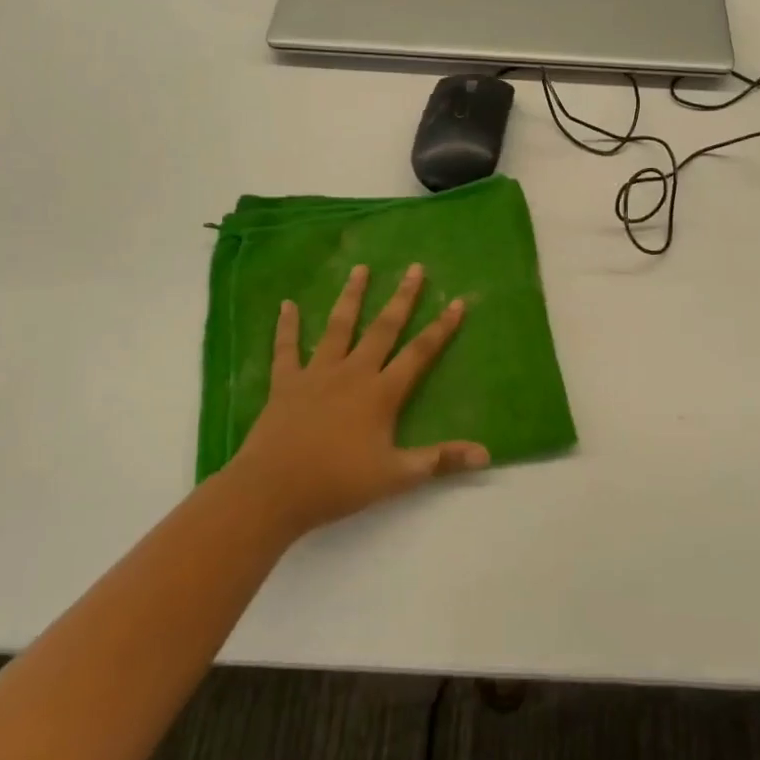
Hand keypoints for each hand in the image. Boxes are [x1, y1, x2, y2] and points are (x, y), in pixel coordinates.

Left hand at [232, 263, 488, 540]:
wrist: (273, 491)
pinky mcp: (286, 383)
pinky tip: (287, 304)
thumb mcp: (396, 476)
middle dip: (402, 298)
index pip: (419, 353)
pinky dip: (287, 326)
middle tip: (415, 268)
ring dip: (351, 297)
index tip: (457, 301)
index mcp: (381, 393)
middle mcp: (353, 373)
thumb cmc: (337, 483)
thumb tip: (486, 454)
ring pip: (339, 327)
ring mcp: (317, 374)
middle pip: (383, 328)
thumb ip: (440, 460)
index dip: (441, 328)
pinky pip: (287, 348)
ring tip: (360, 269)